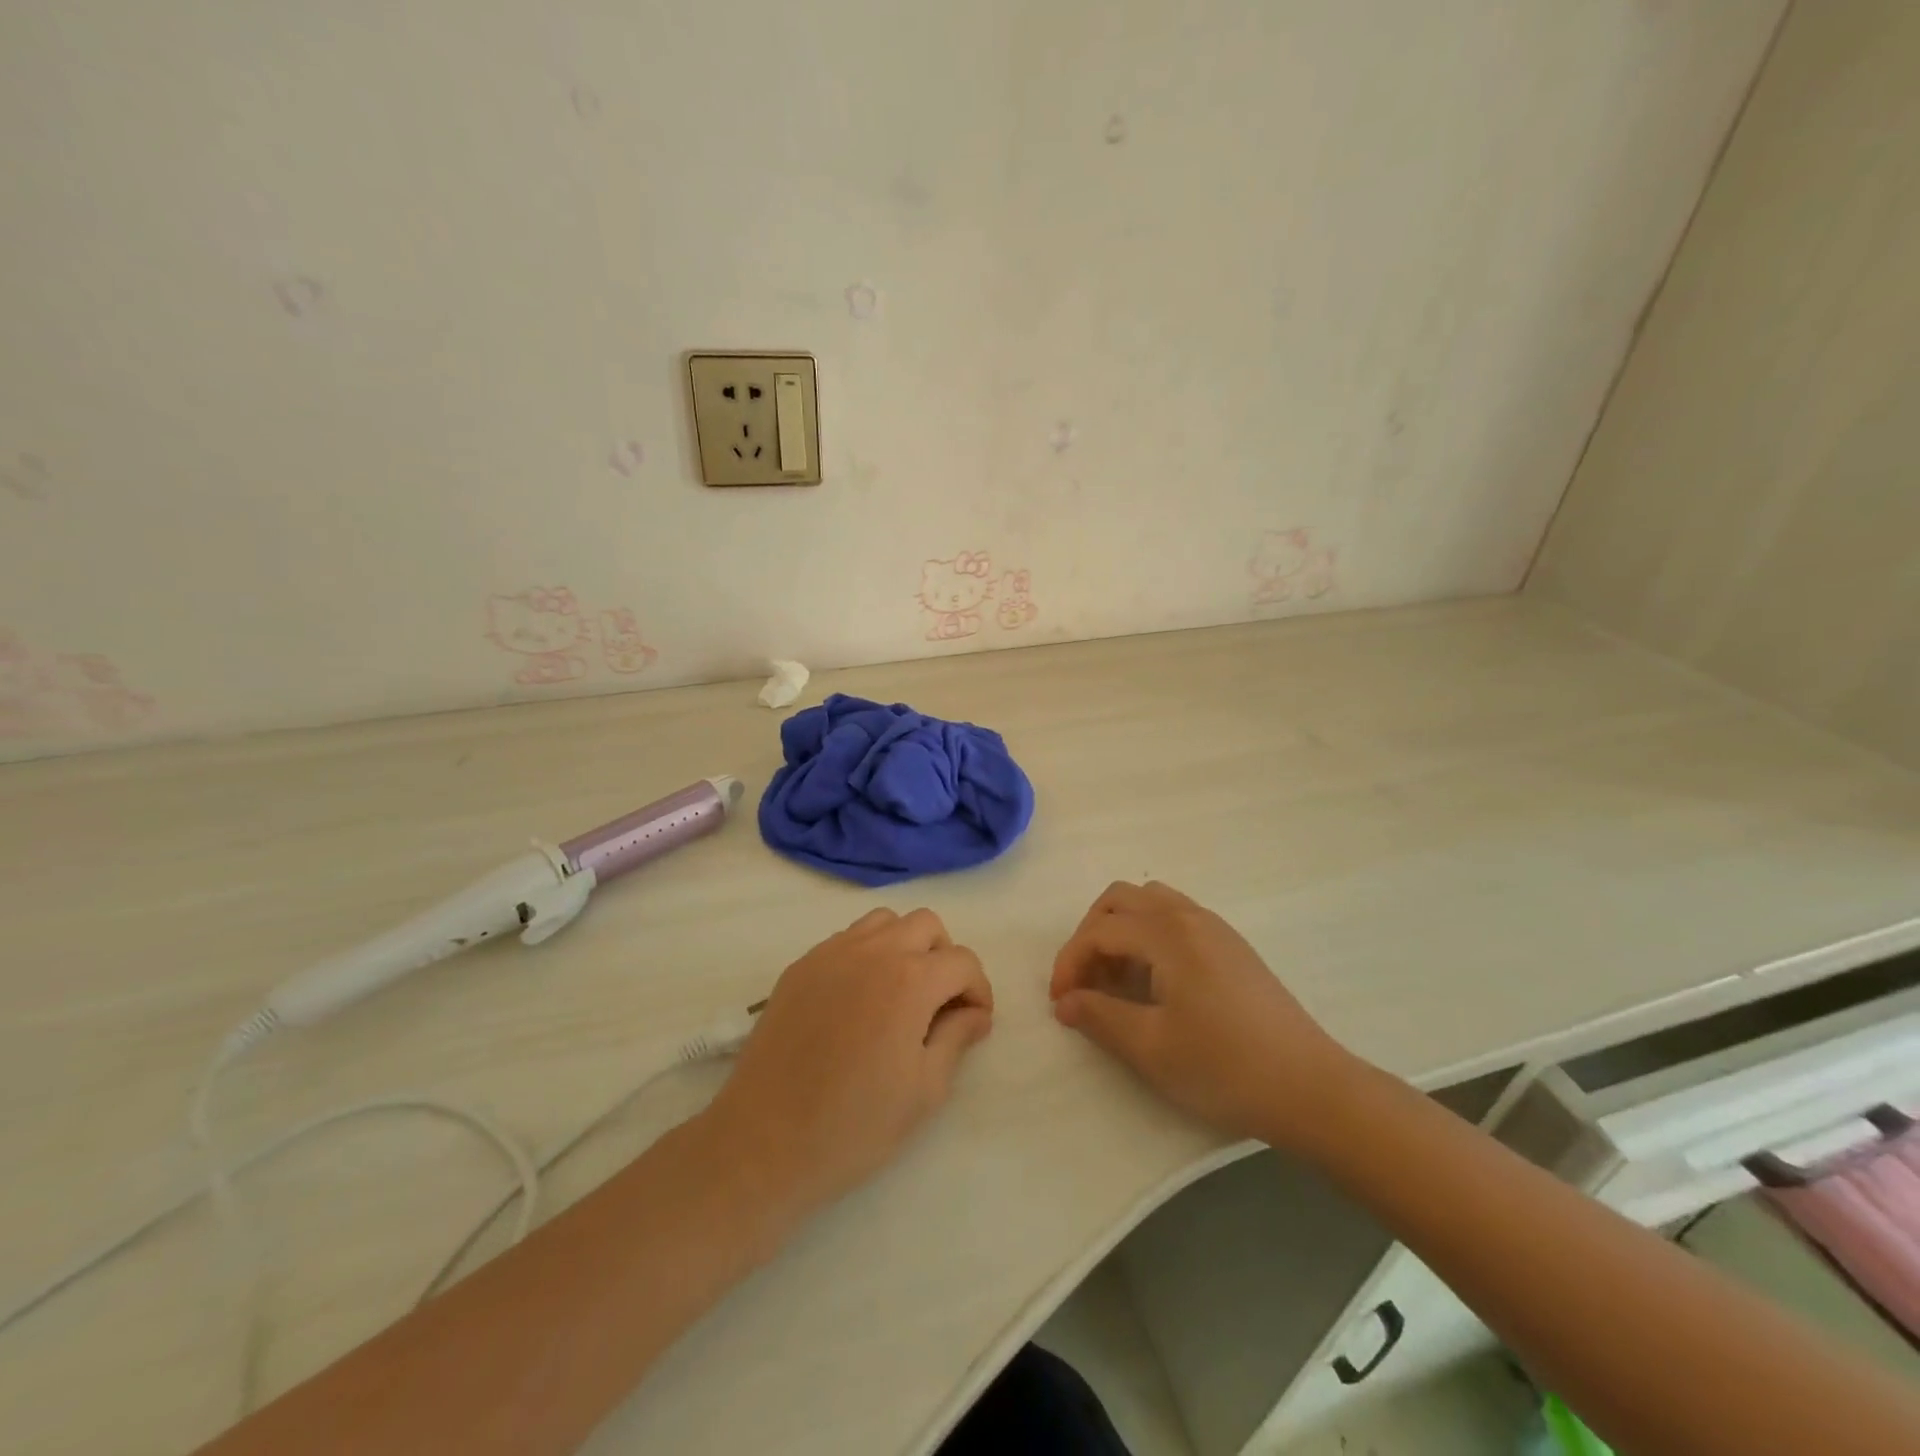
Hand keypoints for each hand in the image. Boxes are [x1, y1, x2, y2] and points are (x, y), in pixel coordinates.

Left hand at [703, 907, 992, 1223]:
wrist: (764, 1142)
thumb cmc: (854, 1125)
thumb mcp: (924, 1091)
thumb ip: (956, 1039)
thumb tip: (975, 1013)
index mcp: (910, 980)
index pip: (962, 961)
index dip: (978, 990)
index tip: (974, 1022)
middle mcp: (872, 952)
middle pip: (926, 924)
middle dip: (944, 957)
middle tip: (939, 1003)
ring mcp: (831, 954)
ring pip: (884, 922)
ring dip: (904, 946)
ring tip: (900, 994)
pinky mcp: (800, 967)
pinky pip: (846, 940)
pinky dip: (866, 955)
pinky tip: (858, 1001)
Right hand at [1050, 881, 1358, 1152]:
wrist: (1310, 1087)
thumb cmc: (1224, 1067)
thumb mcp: (1151, 1048)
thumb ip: (1099, 1017)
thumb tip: (1065, 1002)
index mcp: (1168, 934)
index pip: (1100, 931)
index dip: (1070, 962)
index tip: (1059, 1002)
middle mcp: (1189, 916)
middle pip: (1121, 900)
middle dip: (1091, 934)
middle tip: (1084, 981)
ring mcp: (1215, 928)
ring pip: (1150, 903)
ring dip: (1120, 930)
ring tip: (1116, 979)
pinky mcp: (1231, 946)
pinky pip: (1175, 918)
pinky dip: (1148, 935)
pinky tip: (1153, 981)